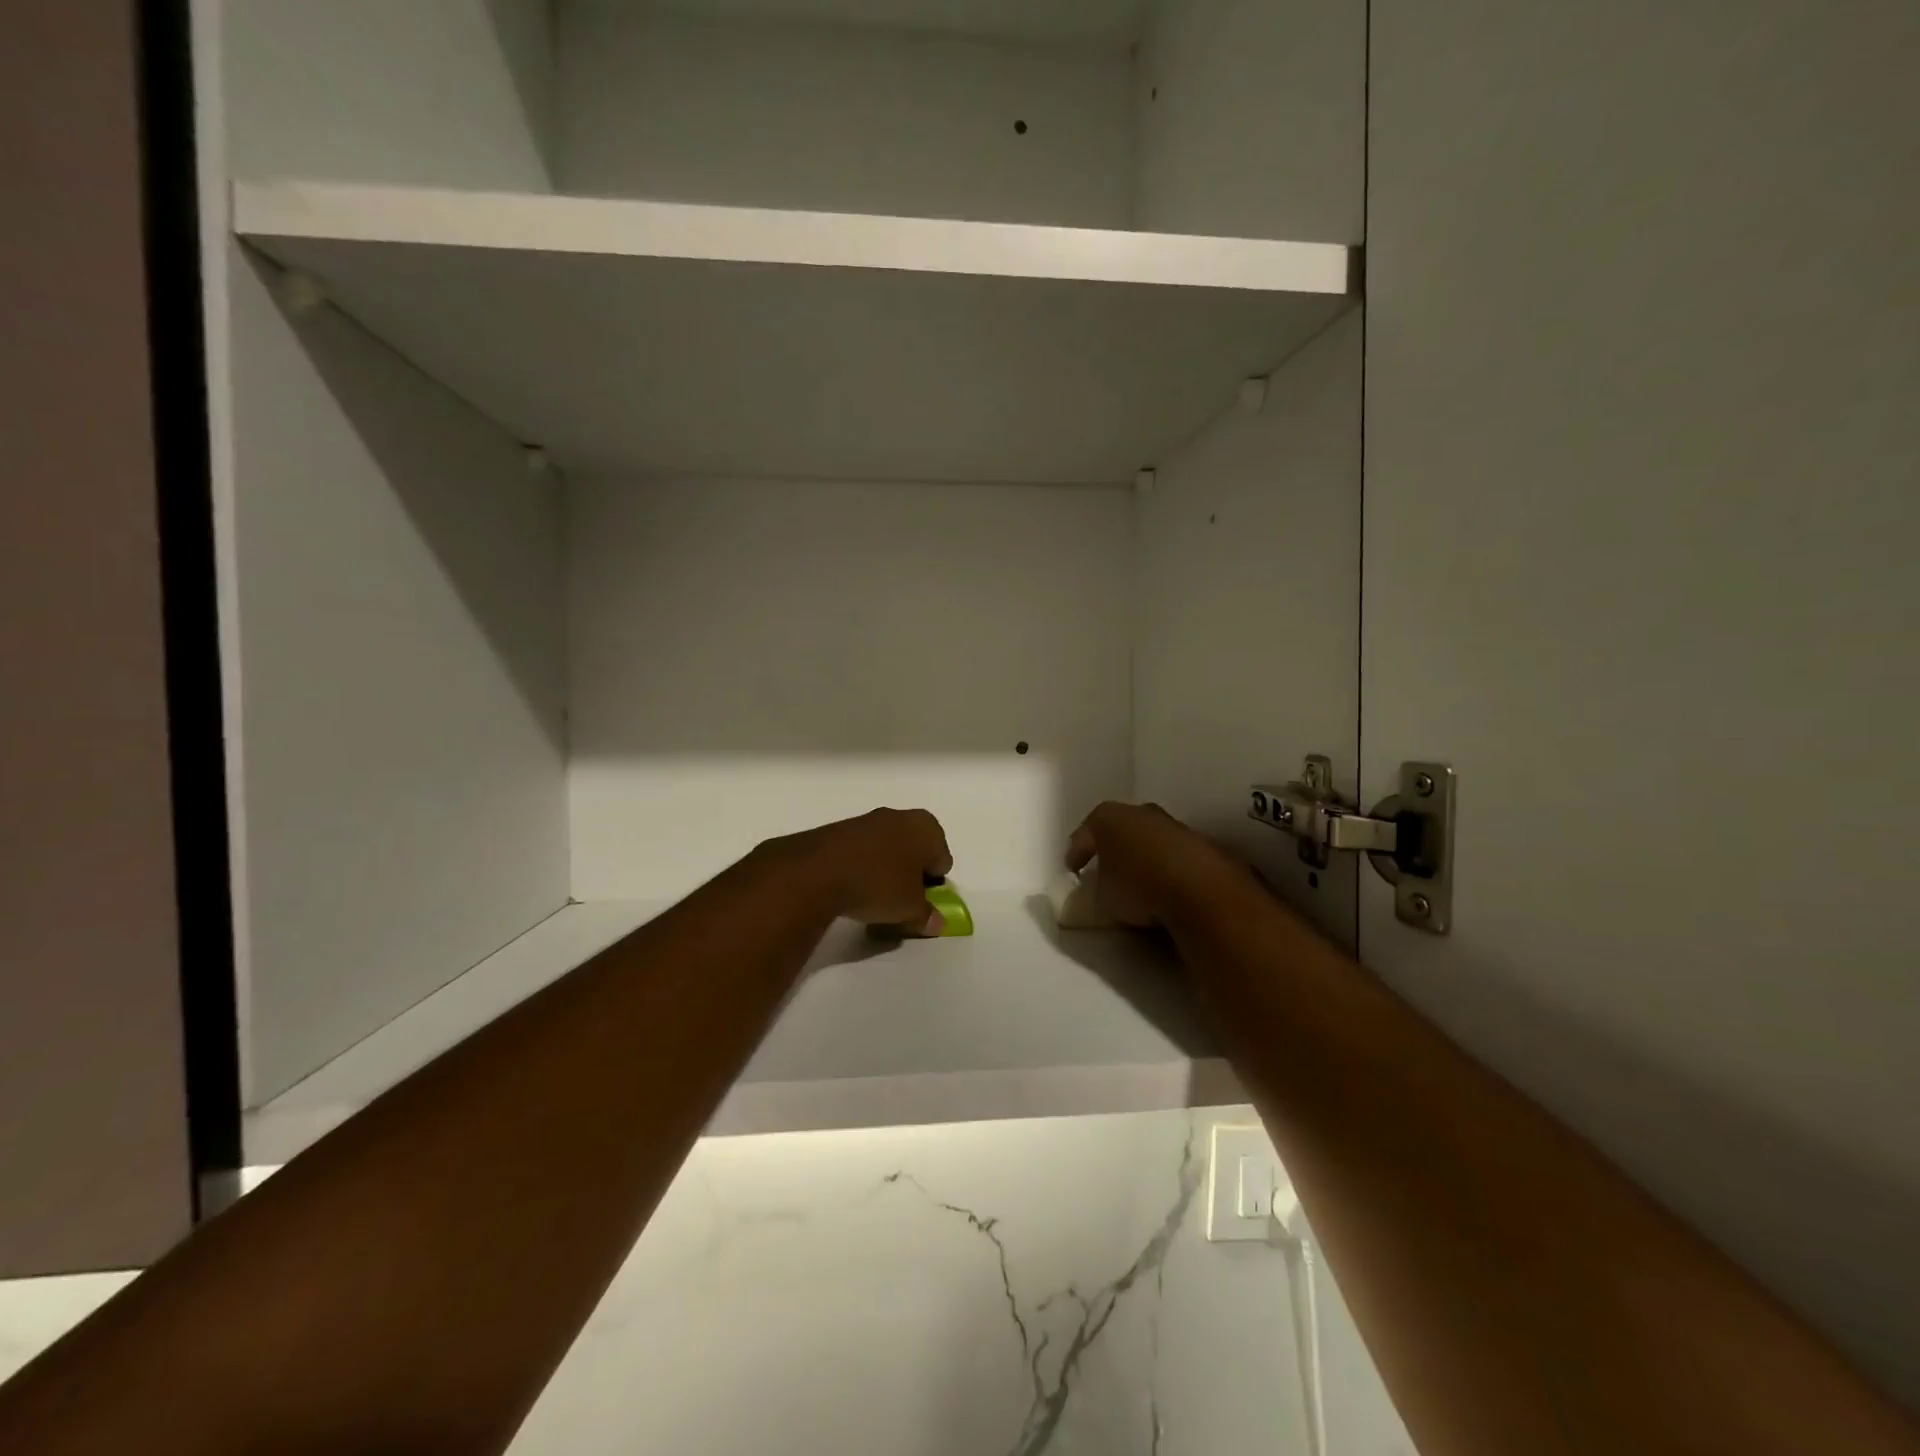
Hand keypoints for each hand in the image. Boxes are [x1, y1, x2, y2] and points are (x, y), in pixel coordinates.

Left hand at [769, 808, 953, 933]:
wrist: (819, 870)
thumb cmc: (879, 884)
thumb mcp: (910, 909)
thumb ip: (927, 916)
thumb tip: (935, 923)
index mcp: (927, 828)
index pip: (942, 860)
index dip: (933, 885)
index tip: (920, 903)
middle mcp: (902, 816)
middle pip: (916, 851)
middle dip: (911, 874)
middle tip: (900, 900)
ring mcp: (869, 819)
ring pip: (888, 849)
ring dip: (886, 870)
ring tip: (873, 897)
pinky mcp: (841, 829)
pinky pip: (863, 851)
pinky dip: (863, 866)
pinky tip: (852, 887)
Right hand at [1065, 802, 1244, 927]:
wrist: (1201, 890)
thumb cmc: (1138, 887)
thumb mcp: (1102, 897)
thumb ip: (1097, 887)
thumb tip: (1102, 888)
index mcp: (1109, 818)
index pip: (1084, 835)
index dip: (1076, 854)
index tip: (1073, 872)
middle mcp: (1141, 812)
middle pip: (1120, 829)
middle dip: (1112, 848)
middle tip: (1105, 869)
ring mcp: (1174, 824)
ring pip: (1150, 838)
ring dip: (1143, 856)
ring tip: (1139, 880)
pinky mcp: (1201, 843)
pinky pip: (1174, 854)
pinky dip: (1168, 866)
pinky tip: (1167, 885)